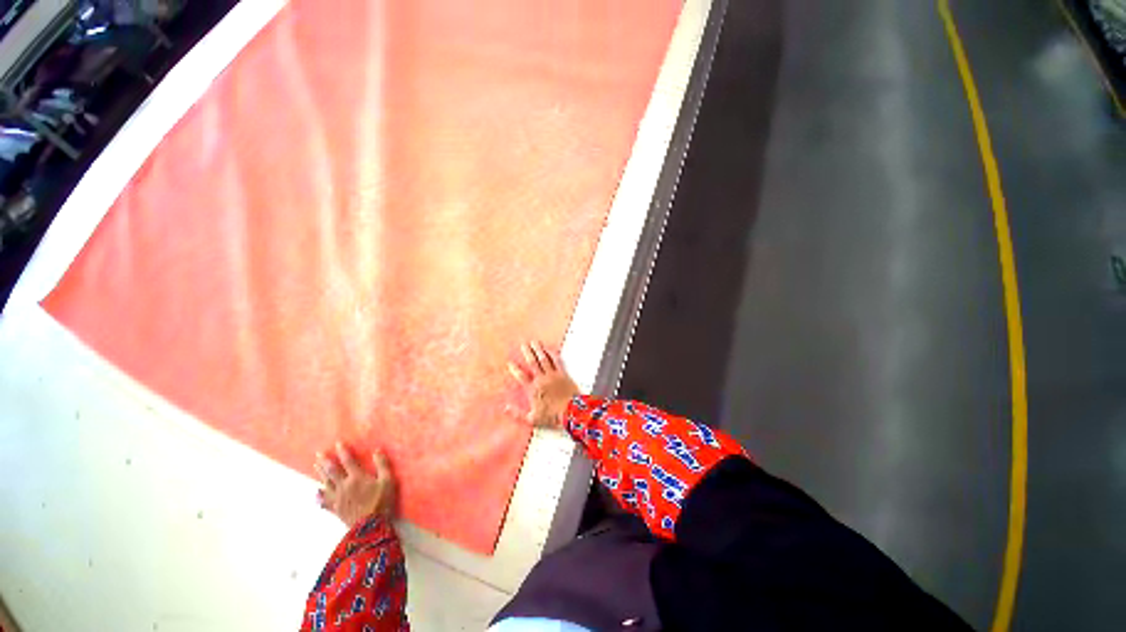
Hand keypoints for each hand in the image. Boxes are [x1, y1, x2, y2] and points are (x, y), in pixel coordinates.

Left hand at [315, 442, 395, 527]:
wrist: (369, 526)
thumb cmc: (381, 501)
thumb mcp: (388, 481)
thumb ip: (383, 465)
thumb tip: (377, 451)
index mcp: (357, 477)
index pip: (348, 461)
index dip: (343, 451)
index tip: (338, 443)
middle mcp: (344, 485)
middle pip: (331, 471)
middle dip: (325, 461)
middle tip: (318, 453)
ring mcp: (337, 498)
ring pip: (326, 484)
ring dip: (320, 474)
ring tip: (315, 466)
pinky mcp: (335, 509)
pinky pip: (325, 501)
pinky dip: (320, 495)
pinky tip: (317, 493)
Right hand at [508, 341, 580, 429]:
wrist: (571, 412)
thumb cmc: (552, 416)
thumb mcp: (532, 419)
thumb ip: (517, 414)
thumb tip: (505, 408)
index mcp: (533, 389)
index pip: (521, 376)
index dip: (515, 369)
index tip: (510, 362)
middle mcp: (542, 379)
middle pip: (532, 363)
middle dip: (527, 353)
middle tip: (523, 344)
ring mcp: (553, 375)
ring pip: (543, 359)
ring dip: (538, 350)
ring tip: (535, 342)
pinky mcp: (563, 374)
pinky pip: (556, 361)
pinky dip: (552, 354)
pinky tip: (549, 349)